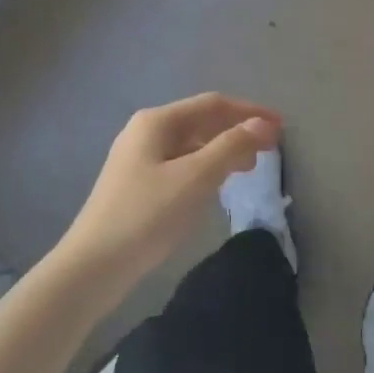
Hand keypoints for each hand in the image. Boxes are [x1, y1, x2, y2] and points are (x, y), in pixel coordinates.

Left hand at [59, 94, 281, 284]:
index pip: (213, 104)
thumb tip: (264, 124)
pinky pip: (180, 164)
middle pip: (201, 121)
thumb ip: (231, 147)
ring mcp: (138, 158)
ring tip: (248, 168)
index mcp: (157, 121)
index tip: (281, 128)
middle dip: (237, 131)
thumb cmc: (147, 215)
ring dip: (222, 150)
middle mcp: (145, 131)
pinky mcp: (136, 184)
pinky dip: (205, 168)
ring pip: (191, 144)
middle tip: (268, 151)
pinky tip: (216, 185)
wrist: (92, 267)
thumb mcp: (195, 178)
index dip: (249, 112)